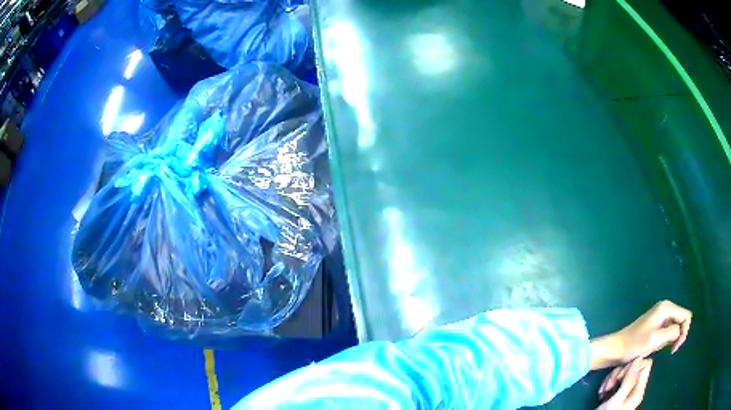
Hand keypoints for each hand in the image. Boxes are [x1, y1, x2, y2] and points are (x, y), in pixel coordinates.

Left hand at [590, 300, 691, 368]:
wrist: (616, 349)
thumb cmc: (634, 345)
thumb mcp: (655, 340)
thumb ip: (672, 332)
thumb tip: (680, 330)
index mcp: (667, 308)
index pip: (686, 316)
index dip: (684, 332)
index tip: (675, 348)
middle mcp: (665, 308)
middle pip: (682, 319)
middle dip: (679, 335)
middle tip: (670, 351)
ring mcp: (660, 316)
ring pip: (675, 326)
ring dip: (672, 338)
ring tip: (661, 349)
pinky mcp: (656, 325)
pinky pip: (668, 331)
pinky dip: (666, 340)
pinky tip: (658, 347)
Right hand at [596, 358, 651, 409]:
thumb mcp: (616, 401)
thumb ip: (629, 381)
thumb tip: (638, 358)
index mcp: (639, 390)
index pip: (645, 364)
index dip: (634, 365)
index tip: (621, 375)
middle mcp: (635, 389)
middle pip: (634, 368)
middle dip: (620, 373)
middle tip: (610, 385)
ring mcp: (626, 392)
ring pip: (625, 374)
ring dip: (612, 379)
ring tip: (604, 390)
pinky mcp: (618, 394)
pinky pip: (617, 381)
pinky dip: (609, 384)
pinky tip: (602, 392)